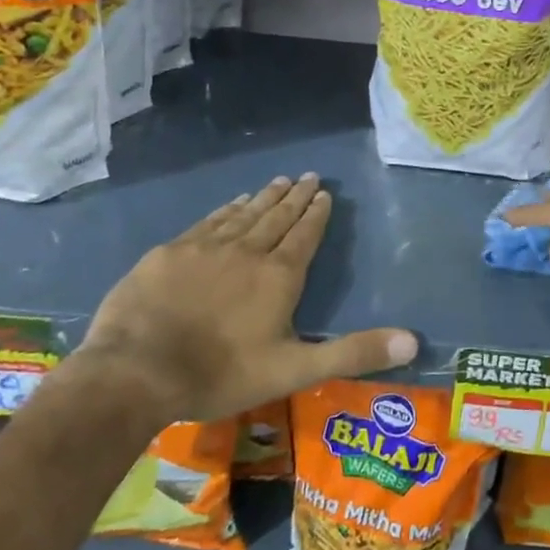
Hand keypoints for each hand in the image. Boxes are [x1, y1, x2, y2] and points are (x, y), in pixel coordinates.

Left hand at [82, 175, 416, 422]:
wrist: (136, 371)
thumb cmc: (221, 373)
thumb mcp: (295, 370)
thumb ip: (353, 353)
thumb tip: (413, 342)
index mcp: (279, 276)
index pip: (304, 235)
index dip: (316, 214)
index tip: (324, 193)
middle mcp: (247, 251)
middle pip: (276, 217)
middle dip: (295, 197)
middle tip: (308, 176)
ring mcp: (205, 248)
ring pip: (243, 214)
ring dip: (264, 197)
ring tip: (278, 180)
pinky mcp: (170, 253)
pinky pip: (208, 222)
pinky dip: (225, 209)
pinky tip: (232, 203)